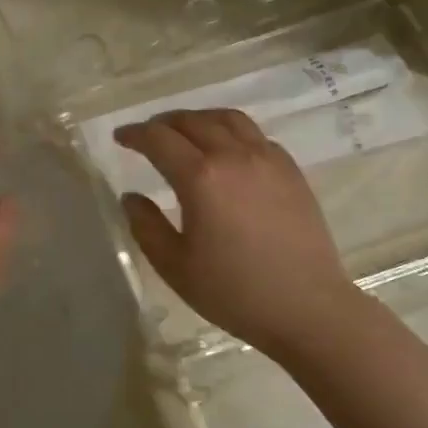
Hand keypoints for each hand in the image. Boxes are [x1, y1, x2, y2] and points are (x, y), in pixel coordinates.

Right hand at [114, 109, 353, 351]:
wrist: (307, 308)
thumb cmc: (233, 292)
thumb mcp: (174, 265)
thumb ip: (146, 226)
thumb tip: (131, 197)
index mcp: (200, 177)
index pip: (158, 139)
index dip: (135, 134)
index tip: (120, 138)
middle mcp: (234, 156)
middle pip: (192, 121)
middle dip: (163, 123)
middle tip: (147, 135)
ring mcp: (267, 160)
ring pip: (228, 119)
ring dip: (199, 119)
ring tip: (185, 132)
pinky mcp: (291, 171)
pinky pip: (255, 135)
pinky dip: (231, 132)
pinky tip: (226, 151)